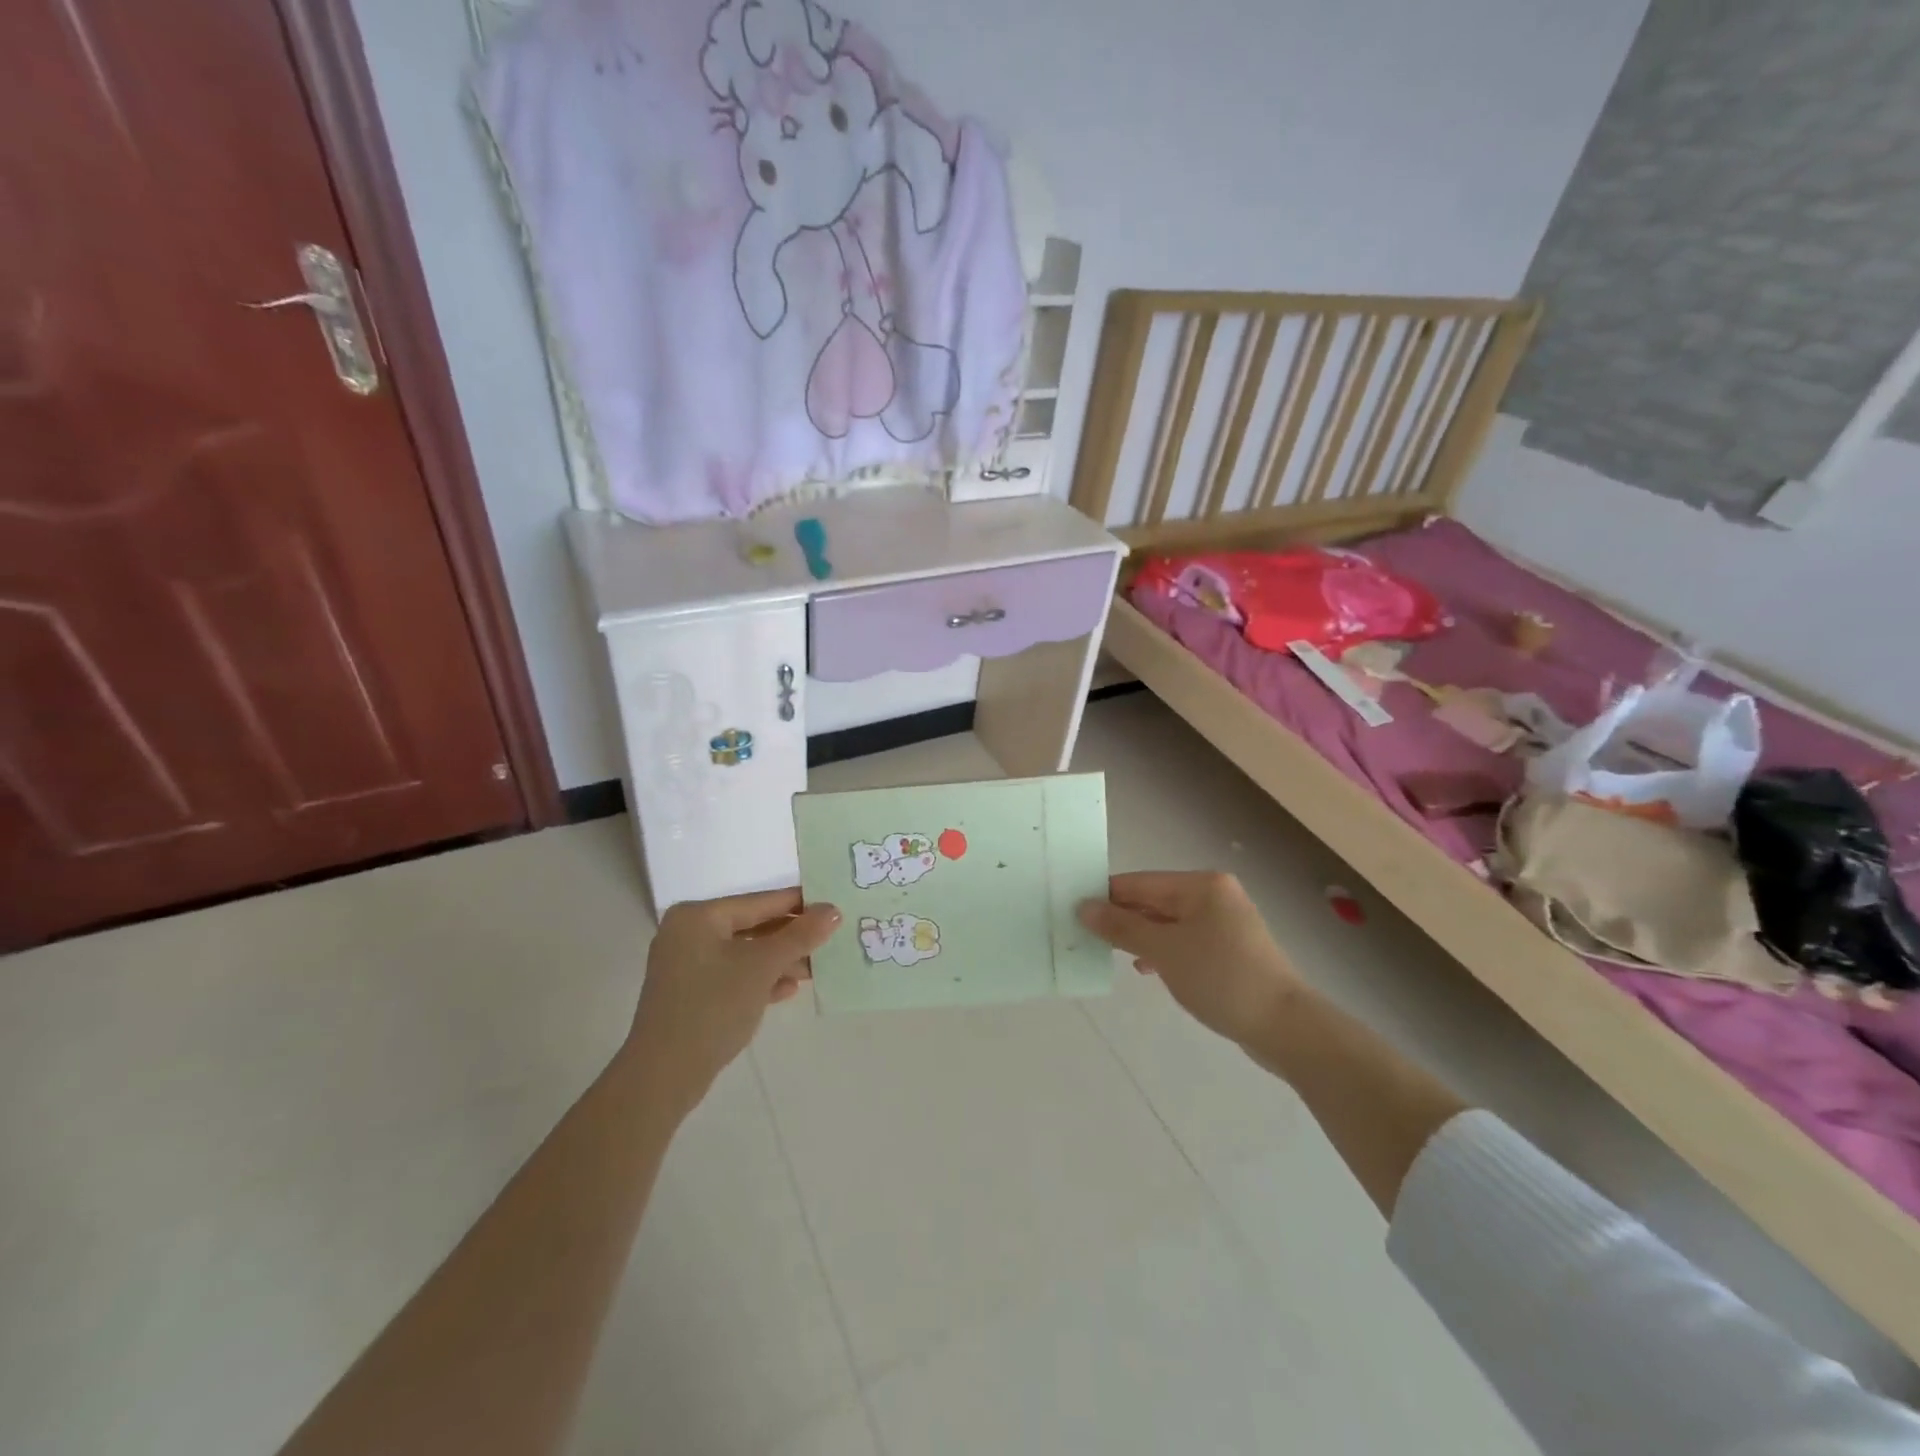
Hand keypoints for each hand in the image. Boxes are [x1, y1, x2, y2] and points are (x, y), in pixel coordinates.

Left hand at [626, 889, 839, 1112]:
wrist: (664, 1076)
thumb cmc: (713, 1006)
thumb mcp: (762, 967)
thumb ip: (800, 936)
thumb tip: (832, 910)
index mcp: (699, 916)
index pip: (760, 901)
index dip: (799, 904)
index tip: (834, 906)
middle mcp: (689, 933)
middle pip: (753, 927)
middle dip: (791, 937)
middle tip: (831, 939)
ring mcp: (687, 966)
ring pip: (745, 953)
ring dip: (780, 961)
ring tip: (817, 968)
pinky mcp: (691, 994)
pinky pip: (733, 975)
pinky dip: (760, 979)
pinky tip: (789, 989)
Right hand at [1077, 871, 1300, 1047]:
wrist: (1284, 1026)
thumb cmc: (1220, 977)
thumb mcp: (1164, 951)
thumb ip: (1121, 927)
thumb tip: (1084, 907)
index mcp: (1201, 885)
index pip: (1140, 882)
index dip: (1105, 896)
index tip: (1073, 912)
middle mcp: (1214, 895)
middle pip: (1154, 901)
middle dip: (1122, 919)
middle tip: (1086, 936)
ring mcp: (1225, 923)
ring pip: (1168, 923)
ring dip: (1140, 937)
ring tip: (1111, 954)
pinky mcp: (1230, 950)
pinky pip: (1185, 941)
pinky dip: (1163, 951)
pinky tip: (1146, 968)